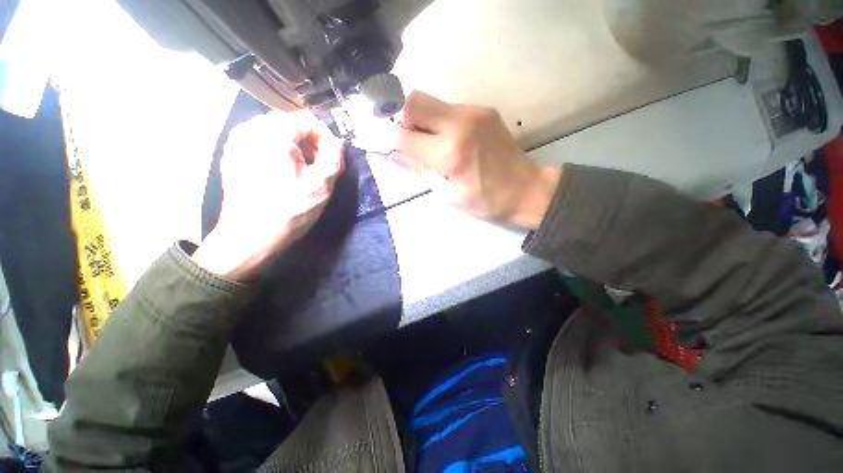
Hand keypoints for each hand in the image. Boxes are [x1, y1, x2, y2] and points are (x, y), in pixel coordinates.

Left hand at [193, 111, 343, 280]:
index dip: (325, 137)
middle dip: (308, 142)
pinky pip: (260, 143)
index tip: (331, 158)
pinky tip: (281, 173)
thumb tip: (337, 142)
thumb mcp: (322, 184)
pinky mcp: (232, 155)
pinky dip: (276, 152)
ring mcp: (236, 142)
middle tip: (318, 166)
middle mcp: (249, 129)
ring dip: (293, 147)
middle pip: (289, 123)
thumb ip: (334, 156)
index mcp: (272, 133)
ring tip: (301, 171)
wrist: (251, 236)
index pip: (306, 119)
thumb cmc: (290, 209)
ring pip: (274, 133)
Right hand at [392, 91, 560, 228]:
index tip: (380, 141)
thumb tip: (389, 154)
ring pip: (430, 102)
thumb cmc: (485, 201)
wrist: (526, 190)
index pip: (403, 135)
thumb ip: (417, 170)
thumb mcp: (447, 194)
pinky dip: (438, 121)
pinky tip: (447, 139)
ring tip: (429, 143)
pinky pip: (448, 107)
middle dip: (401, 119)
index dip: (386, 138)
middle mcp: (460, 123)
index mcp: (449, 153)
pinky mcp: (483, 109)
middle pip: (413, 102)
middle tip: (406, 140)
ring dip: (421, 120)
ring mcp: (474, 111)